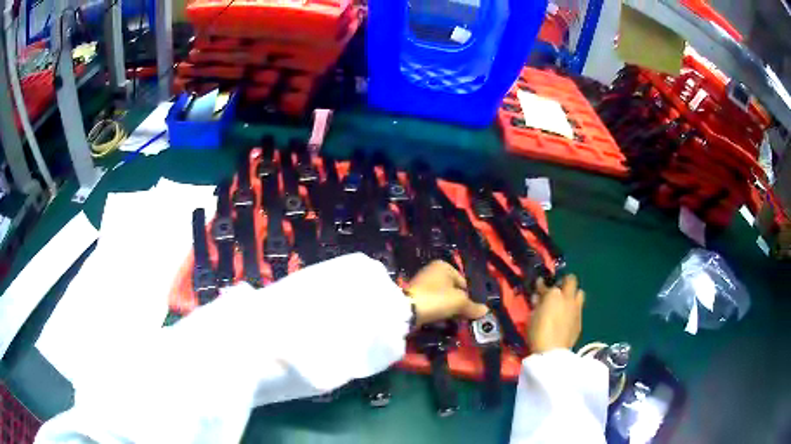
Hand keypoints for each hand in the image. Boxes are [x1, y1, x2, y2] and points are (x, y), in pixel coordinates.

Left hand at [406, 261, 488, 327]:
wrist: (407, 310)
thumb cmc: (437, 299)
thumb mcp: (460, 302)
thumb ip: (473, 307)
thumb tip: (485, 311)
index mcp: (444, 266)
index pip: (464, 283)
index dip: (468, 297)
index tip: (468, 311)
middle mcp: (432, 271)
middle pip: (453, 291)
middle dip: (457, 304)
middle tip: (460, 318)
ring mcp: (422, 284)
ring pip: (442, 299)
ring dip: (447, 310)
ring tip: (449, 321)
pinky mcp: (414, 297)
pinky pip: (431, 305)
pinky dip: (436, 312)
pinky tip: (437, 321)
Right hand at [528, 274, 584, 353]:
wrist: (552, 352)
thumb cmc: (538, 333)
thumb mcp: (532, 317)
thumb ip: (537, 305)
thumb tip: (538, 298)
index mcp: (554, 295)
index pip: (546, 285)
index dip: (541, 285)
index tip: (539, 285)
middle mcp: (568, 298)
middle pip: (571, 280)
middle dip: (565, 281)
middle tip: (558, 288)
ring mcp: (576, 308)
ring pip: (579, 293)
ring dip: (573, 294)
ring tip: (566, 301)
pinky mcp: (580, 320)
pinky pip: (578, 309)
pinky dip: (573, 309)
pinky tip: (567, 317)